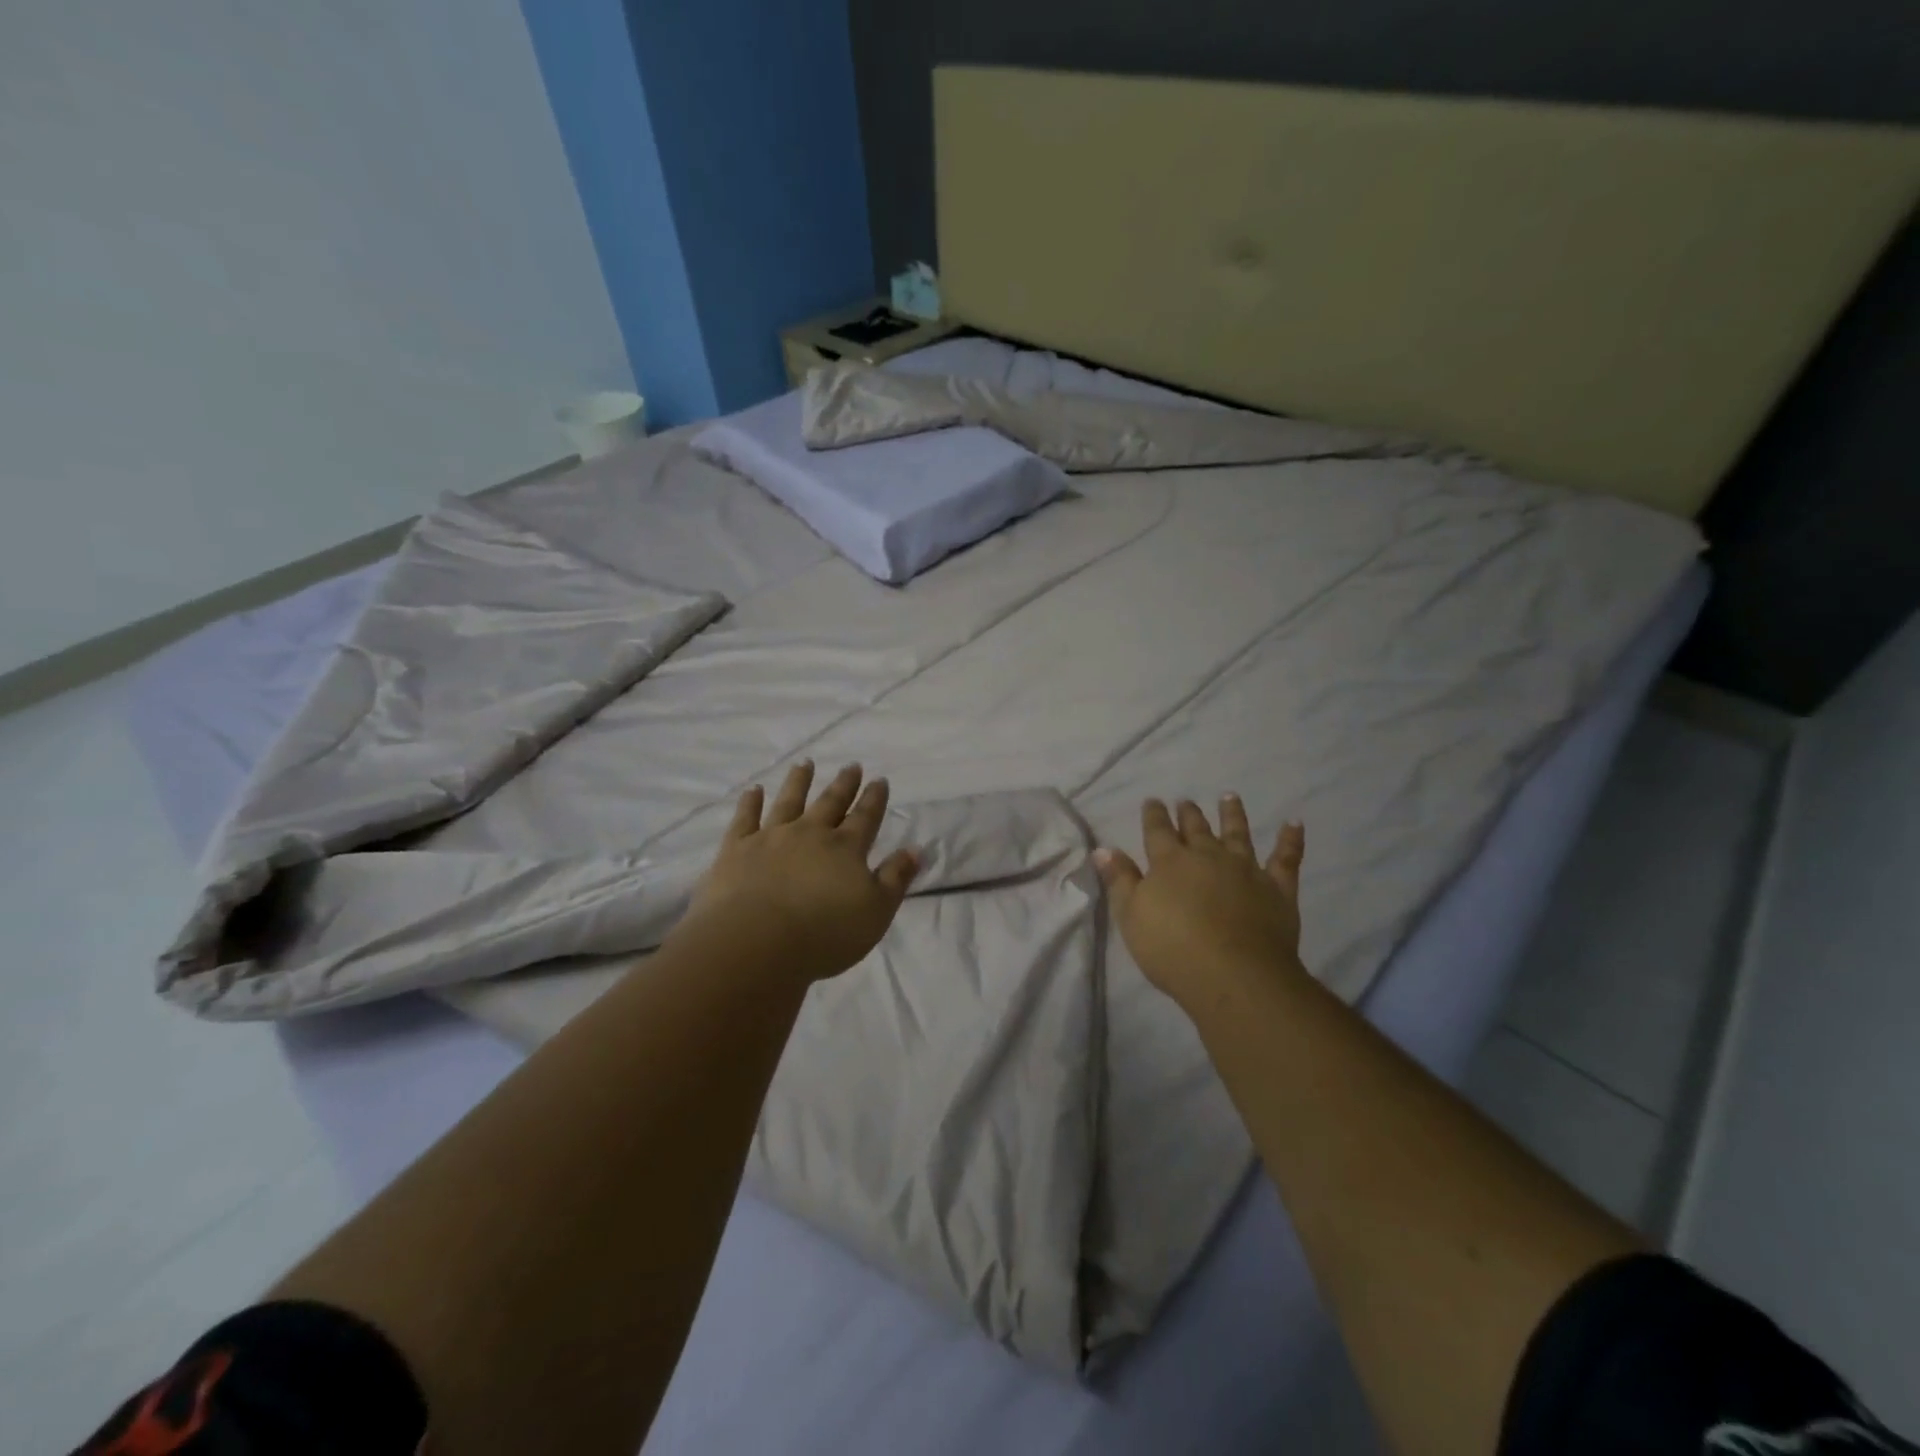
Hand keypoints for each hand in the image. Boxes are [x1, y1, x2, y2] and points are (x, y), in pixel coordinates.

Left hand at [678, 762, 919, 983]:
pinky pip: (745, 819)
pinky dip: (750, 803)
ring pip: (788, 802)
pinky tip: (754, 791)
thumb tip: (915, 849)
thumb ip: (895, 878)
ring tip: (805, 764)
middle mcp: (810, 834)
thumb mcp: (876, 912)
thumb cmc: (825, 934)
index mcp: (846, 849)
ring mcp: (771, 838)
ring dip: (798, 782)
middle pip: (830, 803)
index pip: (865, 818)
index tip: (880, 780)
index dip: (874, 799)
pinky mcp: (736, 849)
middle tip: (851, 765)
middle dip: (843, 784)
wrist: (756, 942)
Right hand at [1094, 796, 1305, 1009]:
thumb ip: (1120, 880)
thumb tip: (1104, 849)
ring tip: (1229, 796)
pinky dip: (1290, 840)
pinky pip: (1286, 859)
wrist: (1234, 976)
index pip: (1157, 830)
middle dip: (1188, 813)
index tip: (1152, 801)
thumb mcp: (1131, 917)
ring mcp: (1246, 869)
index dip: (1153, 815)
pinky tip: (1294, 823)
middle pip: (1196, 828)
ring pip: (1238, 834)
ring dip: (1233, 814)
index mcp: (1170, 862)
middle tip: (1185, 800)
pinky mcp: (1277, 888)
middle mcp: (1208, 856)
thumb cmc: (1172, 949)